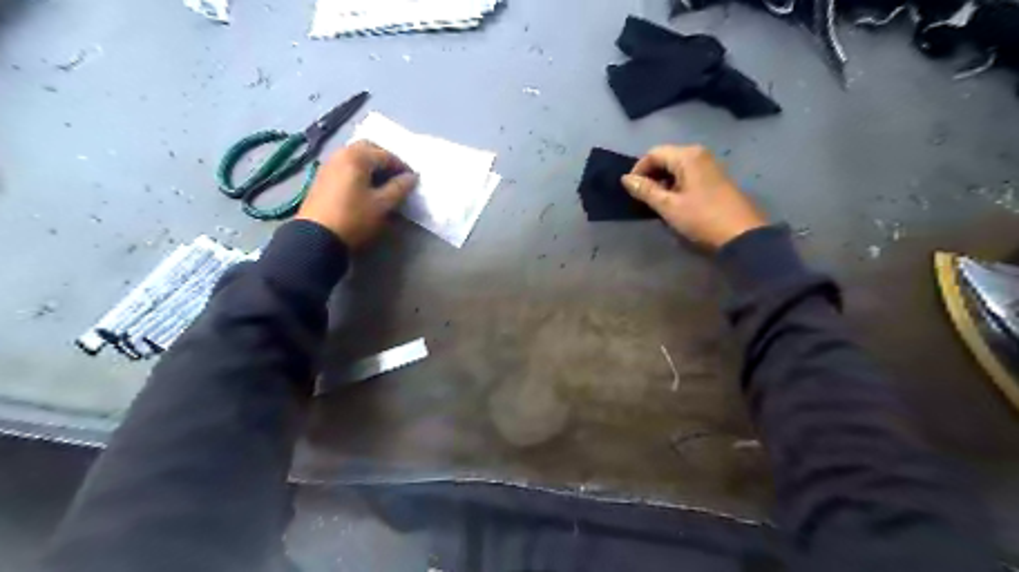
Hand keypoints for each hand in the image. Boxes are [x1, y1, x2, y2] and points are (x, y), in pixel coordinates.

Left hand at [295, 141, 417, 247]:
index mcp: (357, 156)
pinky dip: (359, 171)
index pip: (387, 155)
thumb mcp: (382, 205)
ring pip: (355, 156)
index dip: (402, 167)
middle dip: (385, 160)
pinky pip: (346, 166)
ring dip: (371, 165)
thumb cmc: (354, 218)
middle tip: (397, 177)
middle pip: (368, 149)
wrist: (317, 237)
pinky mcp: (322, 177)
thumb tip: (412, 177)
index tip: (412, 181)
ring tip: (383, 184)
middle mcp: (341, 154)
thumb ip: (399, 188)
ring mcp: (329, 164)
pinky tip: (365, 187)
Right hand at [622, 144, 764, 249]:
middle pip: (666, 158)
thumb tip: (626, 179)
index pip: (653, 154)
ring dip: (663, 182)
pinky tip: (675, 203)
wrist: (741, 235)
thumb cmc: (701, 218)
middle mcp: (699, 154)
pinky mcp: (715, 178)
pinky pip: (688, 175)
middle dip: (651, 176)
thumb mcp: (668, 206)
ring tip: (657, 203)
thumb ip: (645, 190)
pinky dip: (676, 185)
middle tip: (643, 198)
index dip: (638, 170)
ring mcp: (710, 166)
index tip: (631, 190)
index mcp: (687, 156)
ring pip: (677, 168)